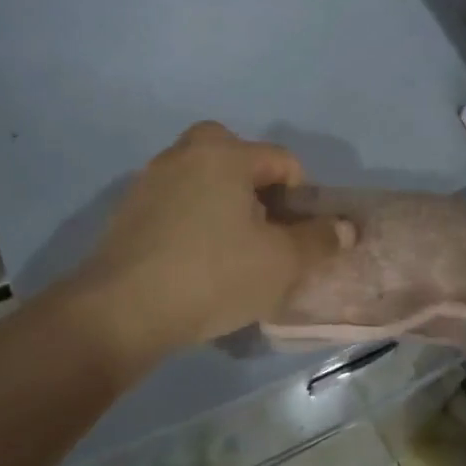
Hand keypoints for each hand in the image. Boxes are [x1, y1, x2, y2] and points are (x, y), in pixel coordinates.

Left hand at [70, 122, 341, 363]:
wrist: (120, 312)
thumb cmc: (213, 276)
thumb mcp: (282, 263)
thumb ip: (319, 240)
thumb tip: (345, 228)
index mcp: (225, 154)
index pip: (282, 160)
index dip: (301, 196)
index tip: (297, 234)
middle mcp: (186, 154)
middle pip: (235, 155)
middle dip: (256, 186)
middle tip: (262, 228)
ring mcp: (150, 180)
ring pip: (201, 177)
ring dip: (222, 200)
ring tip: (230, 248)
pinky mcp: (127, 210)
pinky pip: (174, 201)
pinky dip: (191, 217)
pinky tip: (193, 259)